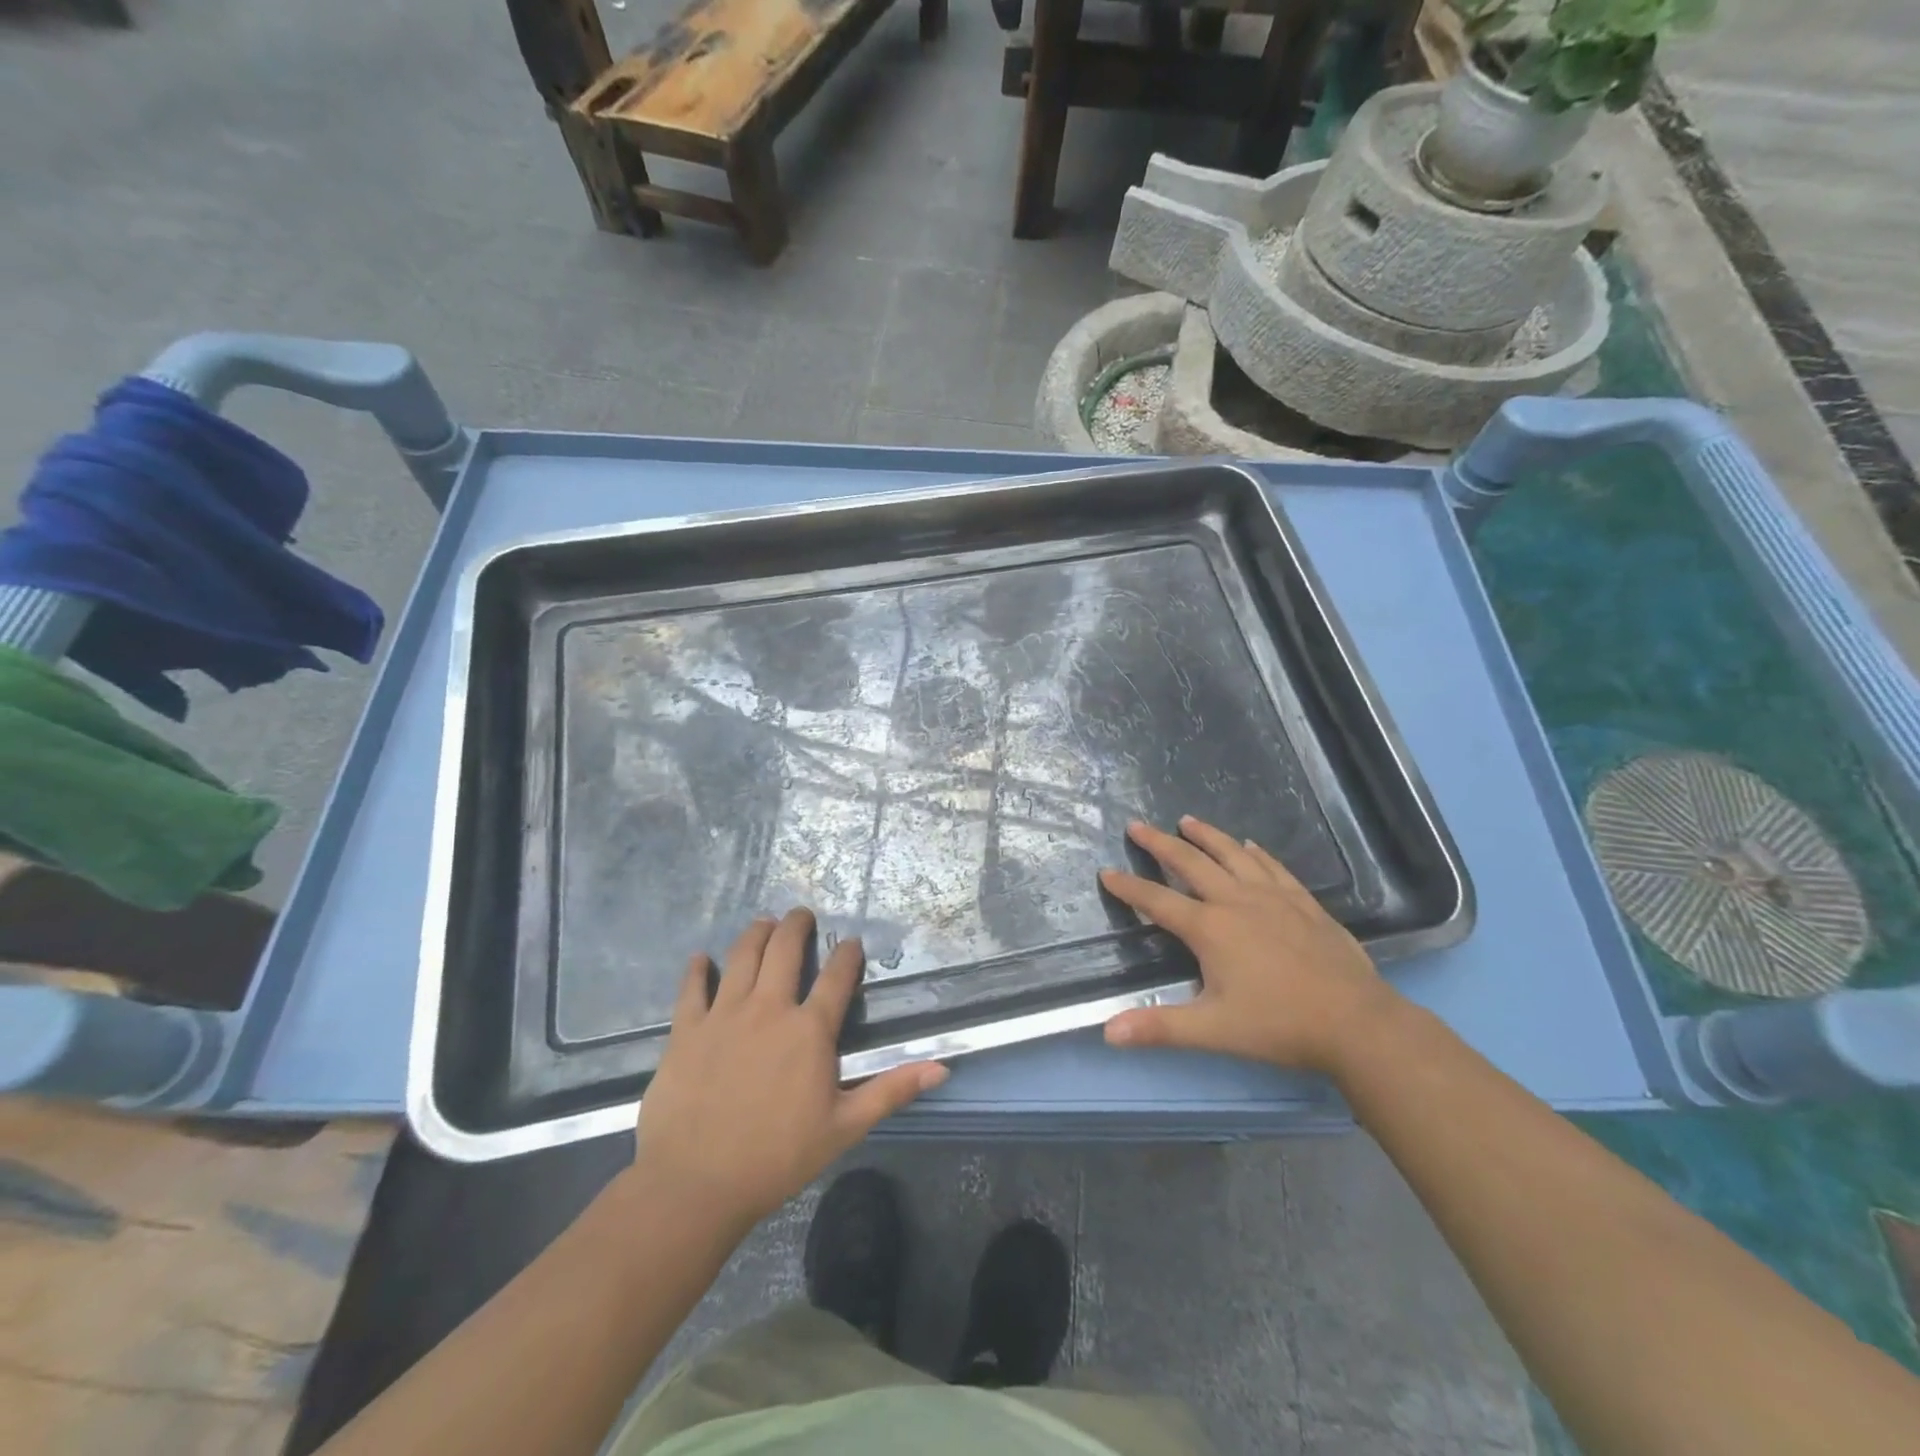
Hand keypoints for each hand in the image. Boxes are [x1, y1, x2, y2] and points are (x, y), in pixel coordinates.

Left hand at [634, 909, 946, 1230]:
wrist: (697, 1183)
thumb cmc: (778, 1157)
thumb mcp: (845, 1127)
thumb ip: (892, 1090)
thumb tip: (942, 1068)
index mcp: (810, 1030)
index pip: (837, 976)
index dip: (848, 955)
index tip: (852, 943)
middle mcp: (769, 1008)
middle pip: (784, 949)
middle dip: (796, 925)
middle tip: (801, 914)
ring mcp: (724, 1014)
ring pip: (742, 956)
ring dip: (755, 933)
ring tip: (763, 923)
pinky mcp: (687, 1030)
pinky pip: (692, 988)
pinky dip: (697, 970)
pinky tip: (700, 959)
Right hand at [1099, 816, 1398, 1073]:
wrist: (1356, 1023)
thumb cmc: (1279, 1026)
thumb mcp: (1212, 1030)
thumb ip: (1158, 1027)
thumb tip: (1107, 1032)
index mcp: (1210, 928)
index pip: (1157, 901)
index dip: (1128, 887)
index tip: (1106, 871)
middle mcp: (1236, 901)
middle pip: (1191, 863)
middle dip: (1160, 843)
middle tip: (1137, 825)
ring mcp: (1273, 897)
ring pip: (1232, 854)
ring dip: (1206, 835)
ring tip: (1187, 820)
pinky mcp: (1303, 902)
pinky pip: (1273, 867)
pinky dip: (1255, 852)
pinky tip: (1250, 845)